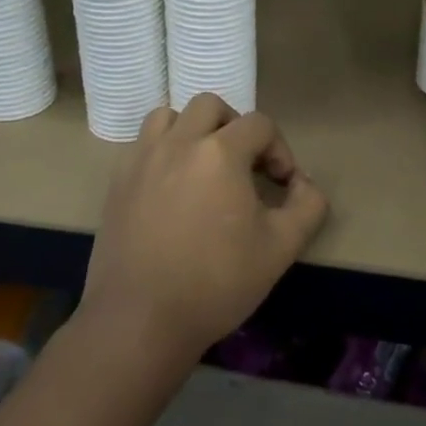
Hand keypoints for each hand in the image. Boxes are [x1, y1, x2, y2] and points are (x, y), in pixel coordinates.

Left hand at [78, 94, 329, 371]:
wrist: (141, 319)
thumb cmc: (217, 282)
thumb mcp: (281, 248)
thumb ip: (307, 206)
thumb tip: (304, 183)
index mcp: (220, 152)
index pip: (259, 124)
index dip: (279, 149)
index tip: (281, 185)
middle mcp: (178, 142)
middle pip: (211, 106)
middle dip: (235, 127)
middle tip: (244, 166)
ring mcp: (142, 158)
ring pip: (169, 116)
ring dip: (193, 129)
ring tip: (203, 165)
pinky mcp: (118, 181)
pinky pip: (143, 144)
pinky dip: (163, 150)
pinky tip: (171, 187)